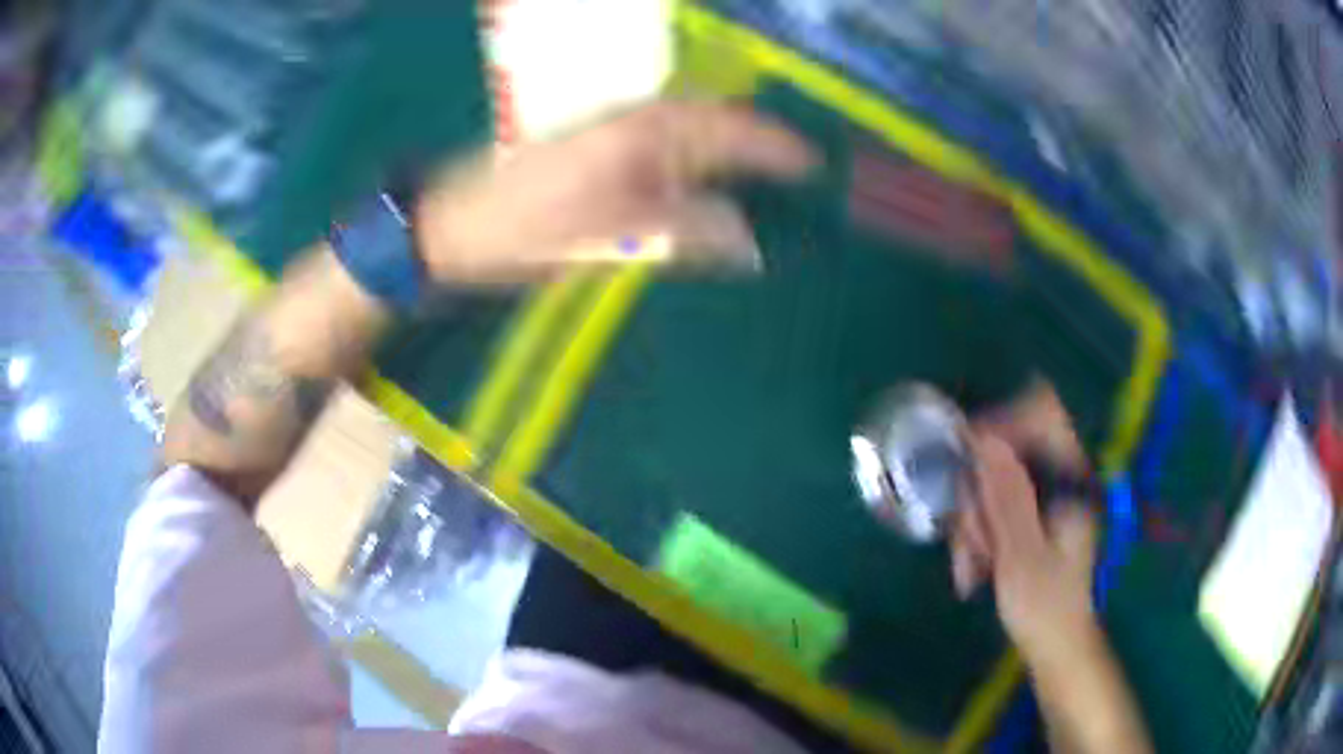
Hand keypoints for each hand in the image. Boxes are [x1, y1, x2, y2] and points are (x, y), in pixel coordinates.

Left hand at [412, 100, 816, 284]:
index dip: (776, 147)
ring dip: (730, 146)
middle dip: (760, 141)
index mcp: (642, 132)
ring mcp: (613, 126)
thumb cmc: (525, 231)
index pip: (729, 130)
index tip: (814, 166)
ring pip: (690, 129)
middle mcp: (633, 118)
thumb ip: (684, 232)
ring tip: (767, 173)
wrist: (453, 223)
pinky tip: (705, 176)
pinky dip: (694, 155)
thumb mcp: (607, 239)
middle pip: (715, 121)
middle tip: (798, 170)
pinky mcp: (597, 142)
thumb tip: (749, 241)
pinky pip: (663, 141)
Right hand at [950, 380, 1088, 596]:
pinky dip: (976, 530)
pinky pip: (992, 502)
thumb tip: (986, 441)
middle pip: (1008, 449)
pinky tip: (972, 565)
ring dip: (973, 520)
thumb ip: (1007, 497)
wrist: (1054, 642)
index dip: (1002, 422)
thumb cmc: (1044, 606)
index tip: (967, 456)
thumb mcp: (1021, 556)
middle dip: (978, 493)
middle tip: (968, 543)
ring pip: (993, 479)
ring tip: (970, 565)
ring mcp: (1045, 494)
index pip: (1042, 412)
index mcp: (1071, 478)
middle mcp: (1060, 476)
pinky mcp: (1031, 512)